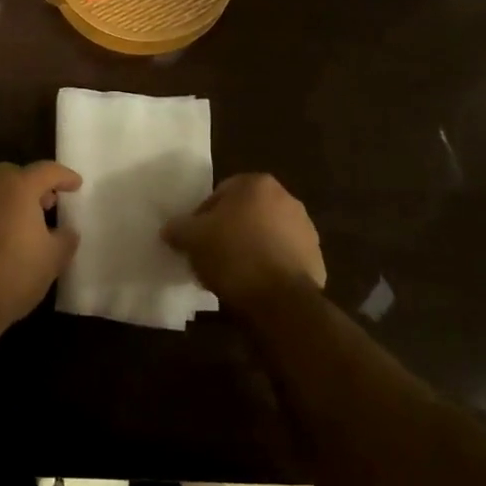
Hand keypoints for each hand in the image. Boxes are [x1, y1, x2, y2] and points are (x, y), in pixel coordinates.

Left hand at [0, 161, 80, 335]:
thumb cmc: (16, 274)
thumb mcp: (54, 258)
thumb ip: (65, 238)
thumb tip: (67, 231)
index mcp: (18, 187)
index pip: (47, 171)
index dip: (65, 176)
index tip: (77, 185)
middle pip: (15, 173)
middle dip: (34, 183)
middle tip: (50, 203)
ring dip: (14, 197)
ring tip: (29, 220)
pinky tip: (6, 234)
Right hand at [162, 173, 325, 304]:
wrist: (280, 299)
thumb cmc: (233, 255)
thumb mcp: (192, 239)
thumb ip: (178, 228)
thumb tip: (170, 229)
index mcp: (257, 185)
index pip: (220, 193)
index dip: (203, 216)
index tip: (195, 239)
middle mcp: (287, 199)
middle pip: (246, 213)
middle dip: (229, 230)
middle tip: (211, 255)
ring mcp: (305, 230)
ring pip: (265, 235)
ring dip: (250, 248)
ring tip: (231, 274)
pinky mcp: (316, 259)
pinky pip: (282, 258)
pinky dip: (268, 267)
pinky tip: (253, 286)